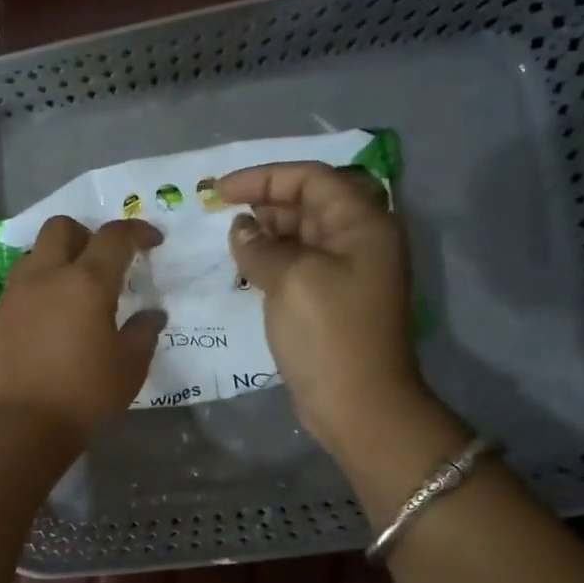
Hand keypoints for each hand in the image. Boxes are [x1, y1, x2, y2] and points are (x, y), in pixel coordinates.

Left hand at [0, 216, 164, 441]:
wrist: (20, 425)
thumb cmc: (84, 395)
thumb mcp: (129, 367)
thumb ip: (143, 332)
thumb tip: (152, 314)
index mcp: (86, 282)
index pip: (114, 237)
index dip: (137, 232)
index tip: (152, 242)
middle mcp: (46, 276)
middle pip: (62, 227)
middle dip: (86, 233)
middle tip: (102, 261)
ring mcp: (14, 295)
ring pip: (34, 254)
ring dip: (56, 259)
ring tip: (71, 290)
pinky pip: (18, 286)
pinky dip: (37, 289)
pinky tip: (47, 320)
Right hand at [219, 162, 454, 466]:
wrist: (358, 404)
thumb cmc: (329, 334)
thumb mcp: (291, 279)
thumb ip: (260, 247)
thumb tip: (241, 230)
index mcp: (362, 225)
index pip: (312, 180)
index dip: (265, 177)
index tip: (221, 190)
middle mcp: (360, 240)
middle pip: (311, 203)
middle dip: (266, 202)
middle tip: (224, 214)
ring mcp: (348, 272)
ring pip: (304, 234)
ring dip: (268, 232)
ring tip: (231, 242)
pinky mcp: (332, 300)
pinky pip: (300, 264)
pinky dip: (273, 260)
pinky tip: (246, 269)